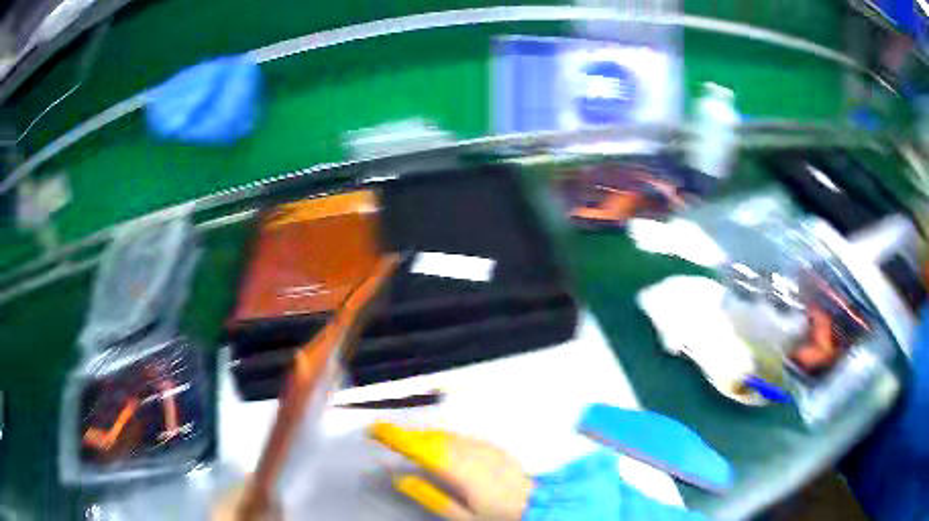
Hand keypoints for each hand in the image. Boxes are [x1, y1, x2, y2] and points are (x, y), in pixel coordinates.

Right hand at [368, 422, 533, 520]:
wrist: (537, 507)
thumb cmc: (497, 516)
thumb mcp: (461, 516)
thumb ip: (430, 497)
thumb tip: (401, 479)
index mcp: (461, 471)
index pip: (422, 449)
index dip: (397, 437)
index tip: (375, 430)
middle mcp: (472, 453)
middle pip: (432, 438)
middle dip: (407, 434)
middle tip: (386, 437)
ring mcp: (485, 448)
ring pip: (447, 435)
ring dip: (424, 435)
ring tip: (406, 440)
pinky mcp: (494, 447)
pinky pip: (462, 437)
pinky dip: (444, 438)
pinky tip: (438, 444)